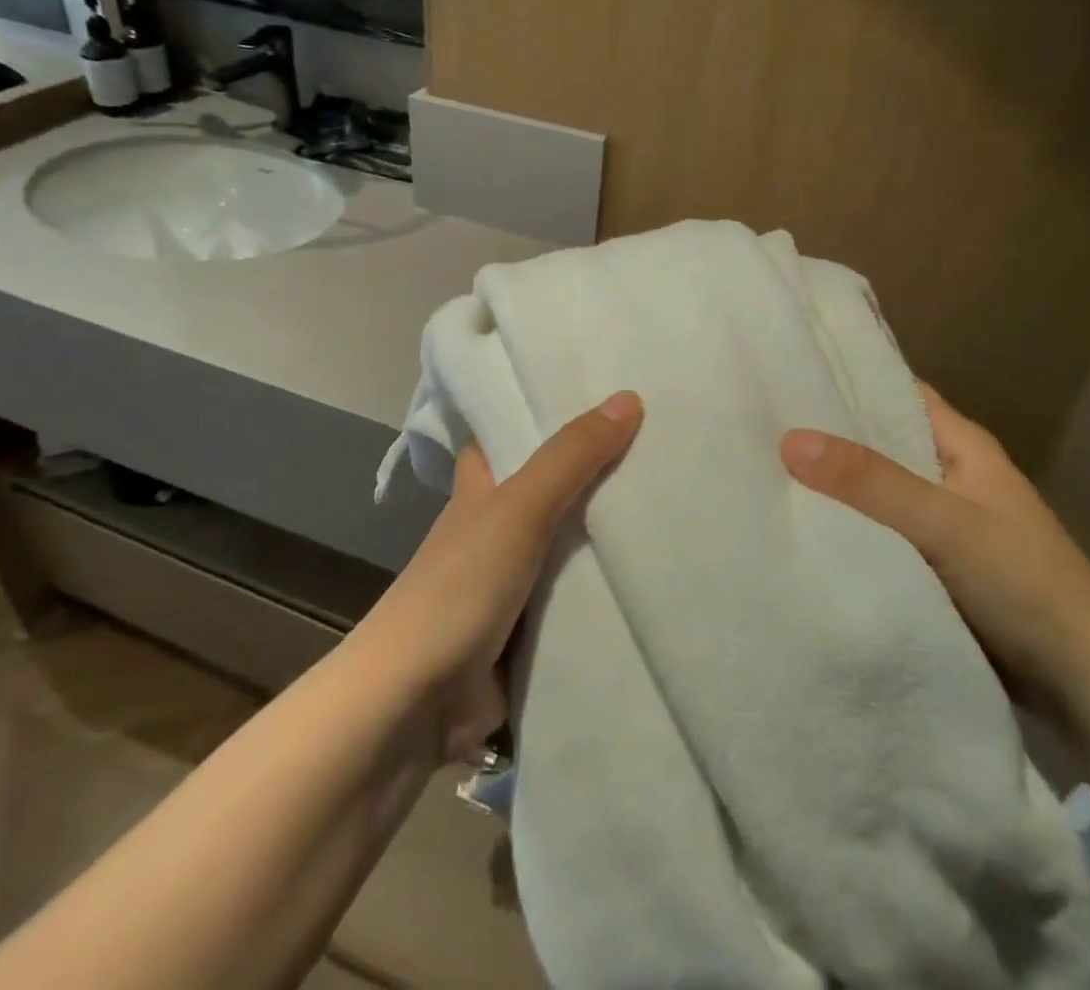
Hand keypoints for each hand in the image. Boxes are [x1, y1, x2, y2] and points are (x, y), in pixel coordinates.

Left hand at [351, 392, 643, 761]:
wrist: (417, 702)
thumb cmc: (461, 586)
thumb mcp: (518, 508)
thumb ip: (571, 457)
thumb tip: (629, 397)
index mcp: (481, 487)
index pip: (509, 433)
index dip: (544, 410)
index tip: (596, 388)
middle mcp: (495, 525)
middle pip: (551, 485)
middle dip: (595, 468)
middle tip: (659, 439)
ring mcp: (513, 578)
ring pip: (569, 541)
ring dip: (607, 529)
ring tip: (672, 496)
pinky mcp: (530, 626)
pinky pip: (577, 595)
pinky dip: (606, 585)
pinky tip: (655, 570)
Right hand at [780, 387, 1089, 728]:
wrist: (1089, 688)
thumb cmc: (1024, 585)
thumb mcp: (944, 523)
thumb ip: (869, 481)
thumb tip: (789, 438)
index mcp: (962, 446)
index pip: (895, 391)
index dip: (846, 378)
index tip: (786, 373)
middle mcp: (949, 474)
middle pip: (880, 441)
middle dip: (828, 434)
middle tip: (758, 421)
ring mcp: (943, 522)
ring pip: (876, 490)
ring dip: (834, 485)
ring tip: (764, 468)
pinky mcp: (935, 565)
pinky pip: (880, 532)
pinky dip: (848, 527)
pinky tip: (802, 527)